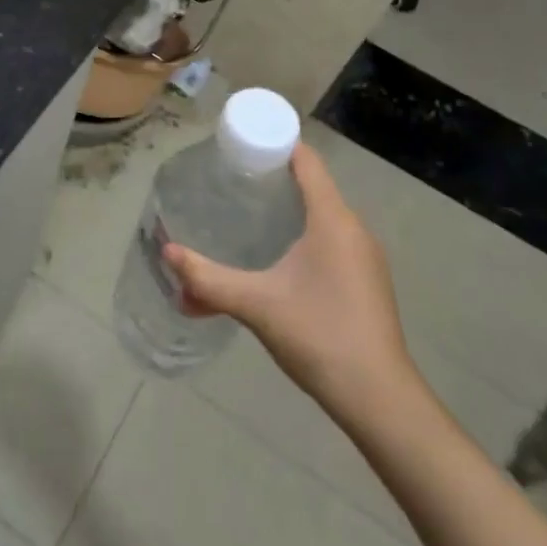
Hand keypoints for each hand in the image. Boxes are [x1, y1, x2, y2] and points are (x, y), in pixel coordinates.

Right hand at [164, 141, 420, 430]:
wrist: (379, 400)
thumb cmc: (319, 336)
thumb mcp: (256, 304)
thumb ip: (208, 280)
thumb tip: (167, 253)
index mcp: (334, 220)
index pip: (307, 162)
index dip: (276, 145)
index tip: (241, 145)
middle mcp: (354, 230)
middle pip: (313, 186)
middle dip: (274, 179)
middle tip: (232, 181)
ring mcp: (365, 258)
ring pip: (323, 217)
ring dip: (288, 211)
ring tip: (247, 215)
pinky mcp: (366, 283)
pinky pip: (331, 241)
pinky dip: (303, 236)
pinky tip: (277, 259)